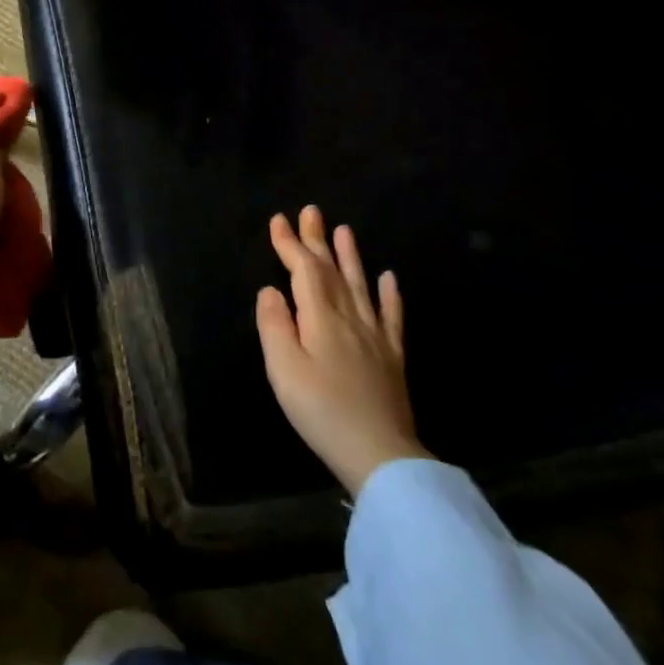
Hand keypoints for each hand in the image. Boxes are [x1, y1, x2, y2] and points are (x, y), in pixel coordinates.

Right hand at [255, 206, 427, 494]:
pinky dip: (390, 295)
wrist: (379, 453)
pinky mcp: (392, 357)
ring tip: (345, 230)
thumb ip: (274, 325)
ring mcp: (375, 336)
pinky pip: (392, 316)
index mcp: (321, 318)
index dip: (290, 244)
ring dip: (351, 256)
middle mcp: (350, 317)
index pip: (304, 271)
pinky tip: (389, 279)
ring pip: (361, 285)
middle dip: (318, 240)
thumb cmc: (321, 411)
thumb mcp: (283, 369)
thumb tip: (270, 290)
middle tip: (311, 211)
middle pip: (332, 270)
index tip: (278, 220)